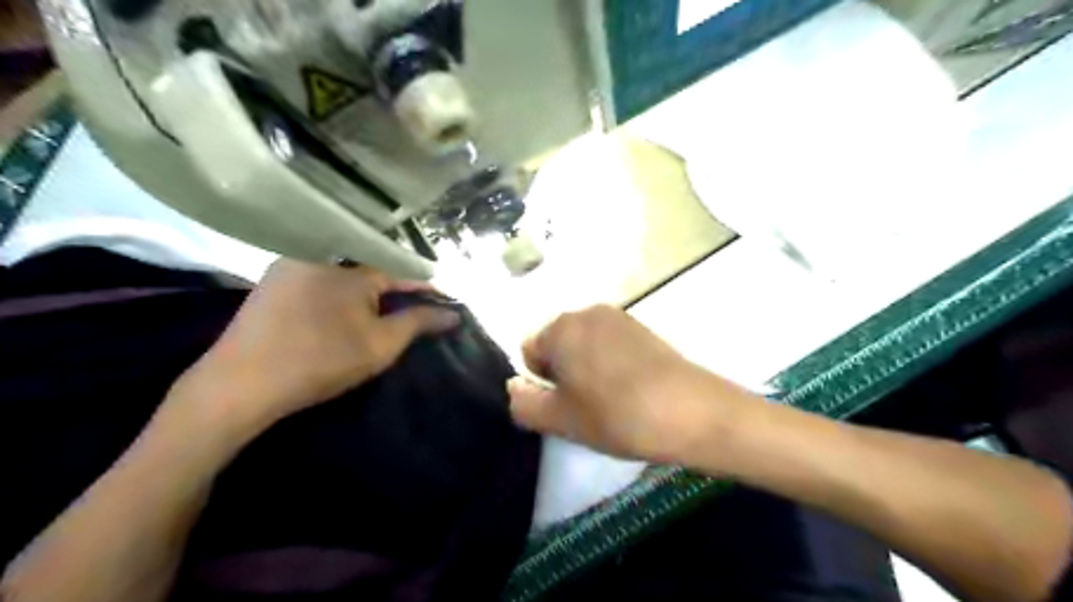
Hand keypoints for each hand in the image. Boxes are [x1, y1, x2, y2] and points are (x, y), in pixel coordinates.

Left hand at [175, 260, 457, 430]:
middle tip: (408, 311)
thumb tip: (452, 313)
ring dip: (363, 291)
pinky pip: (317, 279)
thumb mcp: (380, 345)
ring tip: (376, 312)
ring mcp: (290, 266)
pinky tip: (337, 312)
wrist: (240, 384)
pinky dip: (335, 292)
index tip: (441, 300)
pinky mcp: (270, 283)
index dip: (422, 287)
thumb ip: (418, 323)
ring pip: (341, 274)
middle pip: (370, 269)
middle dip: (392, 289)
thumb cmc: (320, 362)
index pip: (399, 272)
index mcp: (351, 269)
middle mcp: (321, 256)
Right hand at [507, 307, 752, 465]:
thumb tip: (514, 386)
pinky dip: (611, 363)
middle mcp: (586, 311)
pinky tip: (632, 388)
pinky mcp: (643, 327)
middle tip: (587, 406)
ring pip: (585, 345)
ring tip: (612, 399)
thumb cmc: (617, 415)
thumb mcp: (560, 420)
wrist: (691, 411)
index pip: (530, 351)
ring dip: (588, 369)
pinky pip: (610, 344)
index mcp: (561, 327)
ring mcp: (619, 316)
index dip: (542, 383)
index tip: (567, 405)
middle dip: (564, 373)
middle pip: (558, 344)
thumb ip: (524, 403)